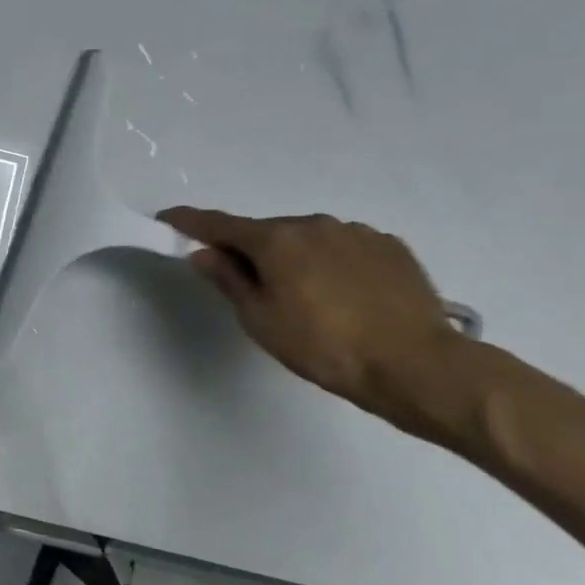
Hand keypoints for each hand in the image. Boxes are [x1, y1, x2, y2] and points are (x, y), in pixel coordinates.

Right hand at [161, 206, 468, 433]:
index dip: (188, 221)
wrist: (417, 366)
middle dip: (251, 250)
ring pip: (307, 238)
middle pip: (266, 232)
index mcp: (275, 239)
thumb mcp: (260, 320)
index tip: (167, 219)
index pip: (217, 224)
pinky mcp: (389, 247)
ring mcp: (356, 232)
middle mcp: (313, 224)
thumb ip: (228, 280)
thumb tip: (204, 253)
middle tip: (250, 287)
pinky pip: (343, 247)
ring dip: (294, 257)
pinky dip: (330, 262)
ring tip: (306, 297)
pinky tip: (343, 295)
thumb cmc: (324, 347)